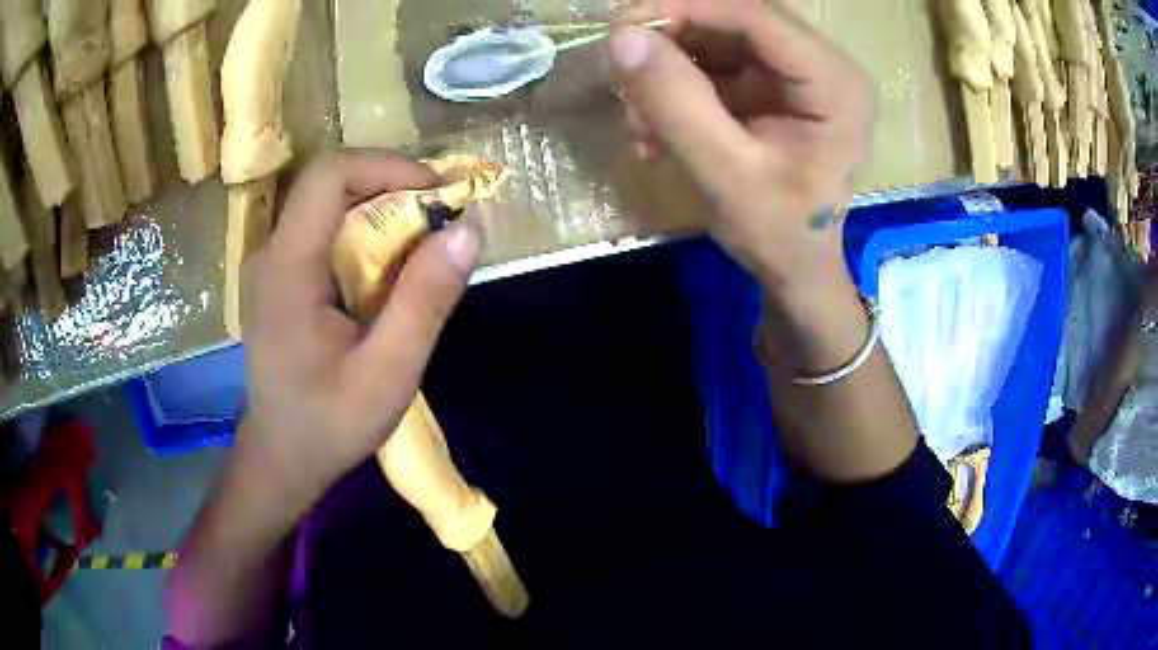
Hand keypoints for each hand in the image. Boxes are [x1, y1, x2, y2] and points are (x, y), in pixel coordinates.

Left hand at [237, 153, 480, 512]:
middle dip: (390, 182)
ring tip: (426, 235)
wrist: (282, 457)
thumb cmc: (330, 424)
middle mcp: (271, 253)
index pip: (328, 176)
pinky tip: (391, 263)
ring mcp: (271, 264)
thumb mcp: (388, 374)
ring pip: (327, 203)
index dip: (386, 166)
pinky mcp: (279, 277)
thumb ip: (424, 303)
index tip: (438, 191)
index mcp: (288, 269)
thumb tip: (468, 231)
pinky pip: (323, 229)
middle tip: (442, 212)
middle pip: (329, 183)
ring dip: (381, 204)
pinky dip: (365, 229)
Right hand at [610, 0, 875, 289]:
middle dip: (671, 39)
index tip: (621, 26)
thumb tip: (622, 39)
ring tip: (637, 119)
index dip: (687, 8)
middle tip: (620, 67)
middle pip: (734, 20)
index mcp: (835, 84)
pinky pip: (712, 62)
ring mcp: (794, 71)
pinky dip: (675, 86)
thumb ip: (678, 106)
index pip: (757, 16)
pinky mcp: (768, 83)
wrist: (795, 266)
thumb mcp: (728, 177)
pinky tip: (653, 127)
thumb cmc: (779, 234)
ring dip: (666, 68)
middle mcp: (821, 64)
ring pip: (716, 37)